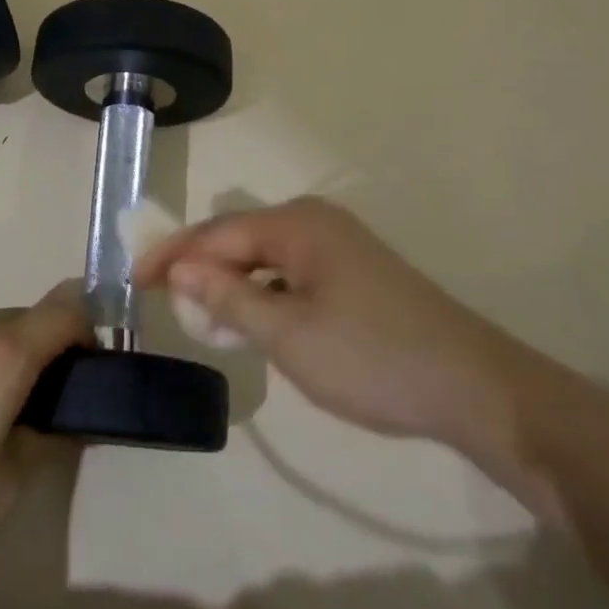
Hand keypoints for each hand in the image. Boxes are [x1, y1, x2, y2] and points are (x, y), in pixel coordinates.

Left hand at [0, 281, 88, 608]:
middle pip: (26, 320)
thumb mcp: (7, 487)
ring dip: (4, 360)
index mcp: (1, 351)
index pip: (65, 309)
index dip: (89, 332)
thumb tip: (67, 419)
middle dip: (45, 352)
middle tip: (46, 410)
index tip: (91, 372)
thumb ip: (48, 439)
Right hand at [135, 198, 547, 461]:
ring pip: (266, 257)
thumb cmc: (370, 356)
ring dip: (232, 283)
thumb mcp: (287, 333)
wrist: (473, 387)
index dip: (173, 256)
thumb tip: (182, 269)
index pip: (217, 233)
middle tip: (163, 300)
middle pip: (240, 238)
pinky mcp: (356, 272)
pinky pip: (292, 272)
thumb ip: (228, 297)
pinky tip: (254, 321)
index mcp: (296, 223)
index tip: (134, 280)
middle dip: (200, 268)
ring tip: (202, 318)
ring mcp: (340, 245)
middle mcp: (315, 221)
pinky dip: (264, 293)